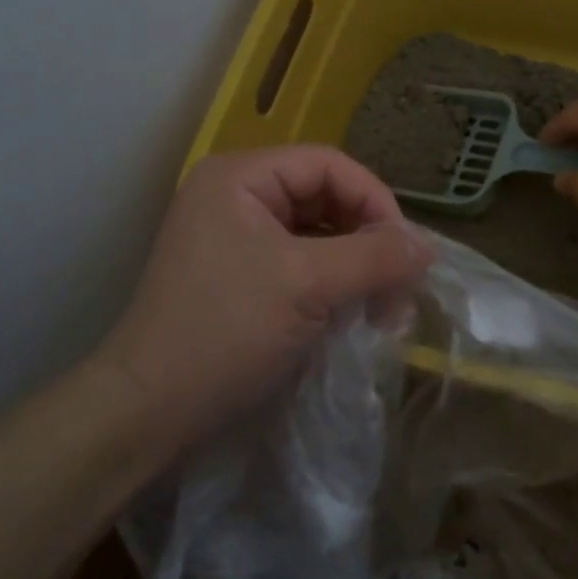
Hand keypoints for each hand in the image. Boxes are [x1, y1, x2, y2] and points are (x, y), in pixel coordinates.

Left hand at [96, 146, 431, 463]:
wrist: (147, 412)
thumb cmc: (225, 331)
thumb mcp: (308, 286)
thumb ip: (375, 258)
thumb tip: (429, 246)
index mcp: (241, 177)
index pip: (330, 166)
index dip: (375, 201)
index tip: (407, 252)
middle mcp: (236, 196)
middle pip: (325, 198)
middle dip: (367, 240)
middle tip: (398, 288)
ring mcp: (235, 237)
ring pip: (317, 234)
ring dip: (355, 266)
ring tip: (381, 309)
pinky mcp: (239, 275)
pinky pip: (301, 263)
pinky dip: (332, 285)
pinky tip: (351, 315)